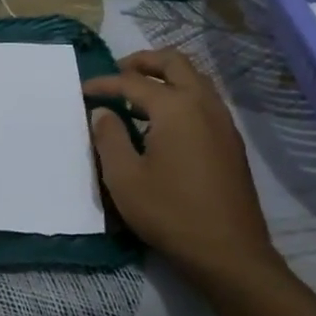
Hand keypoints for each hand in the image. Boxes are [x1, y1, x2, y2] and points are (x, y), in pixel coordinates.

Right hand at [83, 49, 278, 282]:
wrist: (230, 254)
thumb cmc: (171, 213)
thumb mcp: (125, 178)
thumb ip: (109, 137)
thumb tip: (103, 112)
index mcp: (175, 107)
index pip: (133, 82)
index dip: (105, 83)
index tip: (84, 90)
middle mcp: (203, 103)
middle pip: (174, 62)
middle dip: (143, 61)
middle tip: (119, 73)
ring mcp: (223, 120)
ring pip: (194, 77)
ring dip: (166, 76)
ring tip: (140, 94)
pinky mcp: (231, 140)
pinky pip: (205, 99)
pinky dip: (182, 94)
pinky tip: (165, 121)